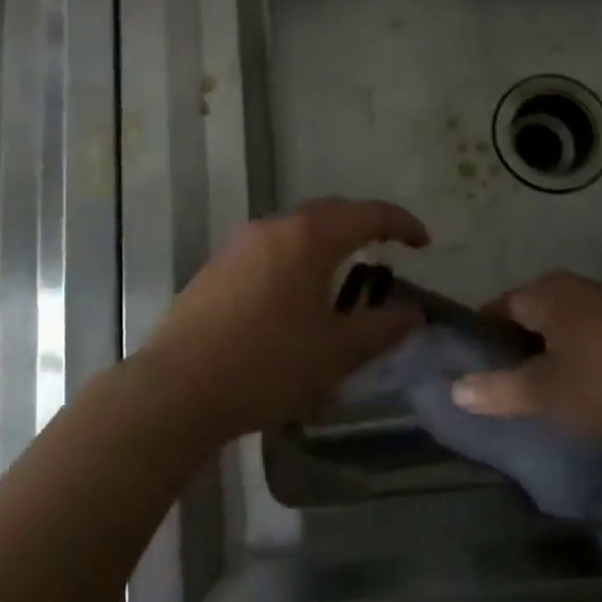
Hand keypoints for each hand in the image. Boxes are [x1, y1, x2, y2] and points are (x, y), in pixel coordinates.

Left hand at [142, 198, 429, 440]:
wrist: (177, 387)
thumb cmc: (267, 365)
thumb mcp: (335, 353)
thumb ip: (381, 329)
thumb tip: (413, 314)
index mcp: (308, 237)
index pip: (367, 214)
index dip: (401, 223)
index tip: (424, 242)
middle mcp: (273, 228)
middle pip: (329, 213)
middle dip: (362, 226)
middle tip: (387, 249)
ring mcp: (239, 245)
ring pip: (295, 231)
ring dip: (326, 244)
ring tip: (344, 275)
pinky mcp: (217, 268)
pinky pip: (269, 251)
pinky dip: (296, 261)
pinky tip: (296, 299)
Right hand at [452, 272, 601, 448]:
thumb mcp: (545, 394)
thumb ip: (497, 389)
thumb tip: (455, 388)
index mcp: (548, 292)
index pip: (497, 308)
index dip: (482, 340)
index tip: (474, 373)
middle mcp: (577, 288)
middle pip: (531, 317)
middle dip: (516, 351)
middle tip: (504, 391)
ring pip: (563, 331)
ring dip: (550, 359)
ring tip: (543, 398)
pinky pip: (592, 340)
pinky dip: (581, 362)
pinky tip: (586, 395)